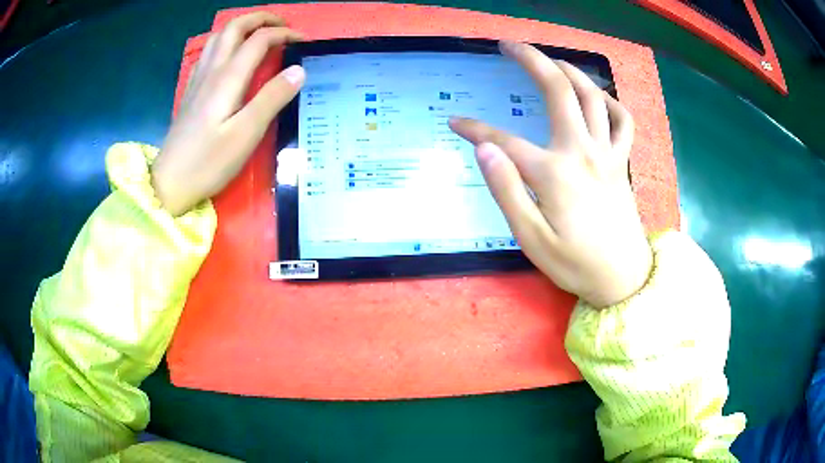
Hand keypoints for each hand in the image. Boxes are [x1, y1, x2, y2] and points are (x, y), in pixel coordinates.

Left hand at [152, 12, 304, 215]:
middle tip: (283, 26)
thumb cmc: (208, 162)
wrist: (169, 183)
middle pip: (235, 27)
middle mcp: (212, 71)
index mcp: (228, 78)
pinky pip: (209, 52)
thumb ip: (272, 99)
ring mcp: (198, 79)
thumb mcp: (246, 134)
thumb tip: (298, 70)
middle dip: (262, 18)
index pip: (259, 39)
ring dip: (243, 26)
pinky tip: (232, 54)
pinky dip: (226, 42)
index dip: (285, 34)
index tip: (305, 42)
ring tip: (261, 33)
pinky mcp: (192, 91)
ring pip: (219, 36)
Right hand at [449, 41, 651, 307]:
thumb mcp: (532, 239)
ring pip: (592, 96)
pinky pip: (623, 121)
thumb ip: (507, 191)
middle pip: (558, 90)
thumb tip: (485, 149)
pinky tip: (597, 96)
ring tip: (549, 60)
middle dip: (531, 60)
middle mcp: (583, 152)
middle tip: (508, 45)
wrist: (623, 278)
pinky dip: (611, 101)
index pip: (504, 140)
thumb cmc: (575, 264)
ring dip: (569, 70)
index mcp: (555, 173)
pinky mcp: (622, 162)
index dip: (475, 129)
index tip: (455, 122)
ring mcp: (607, 154)